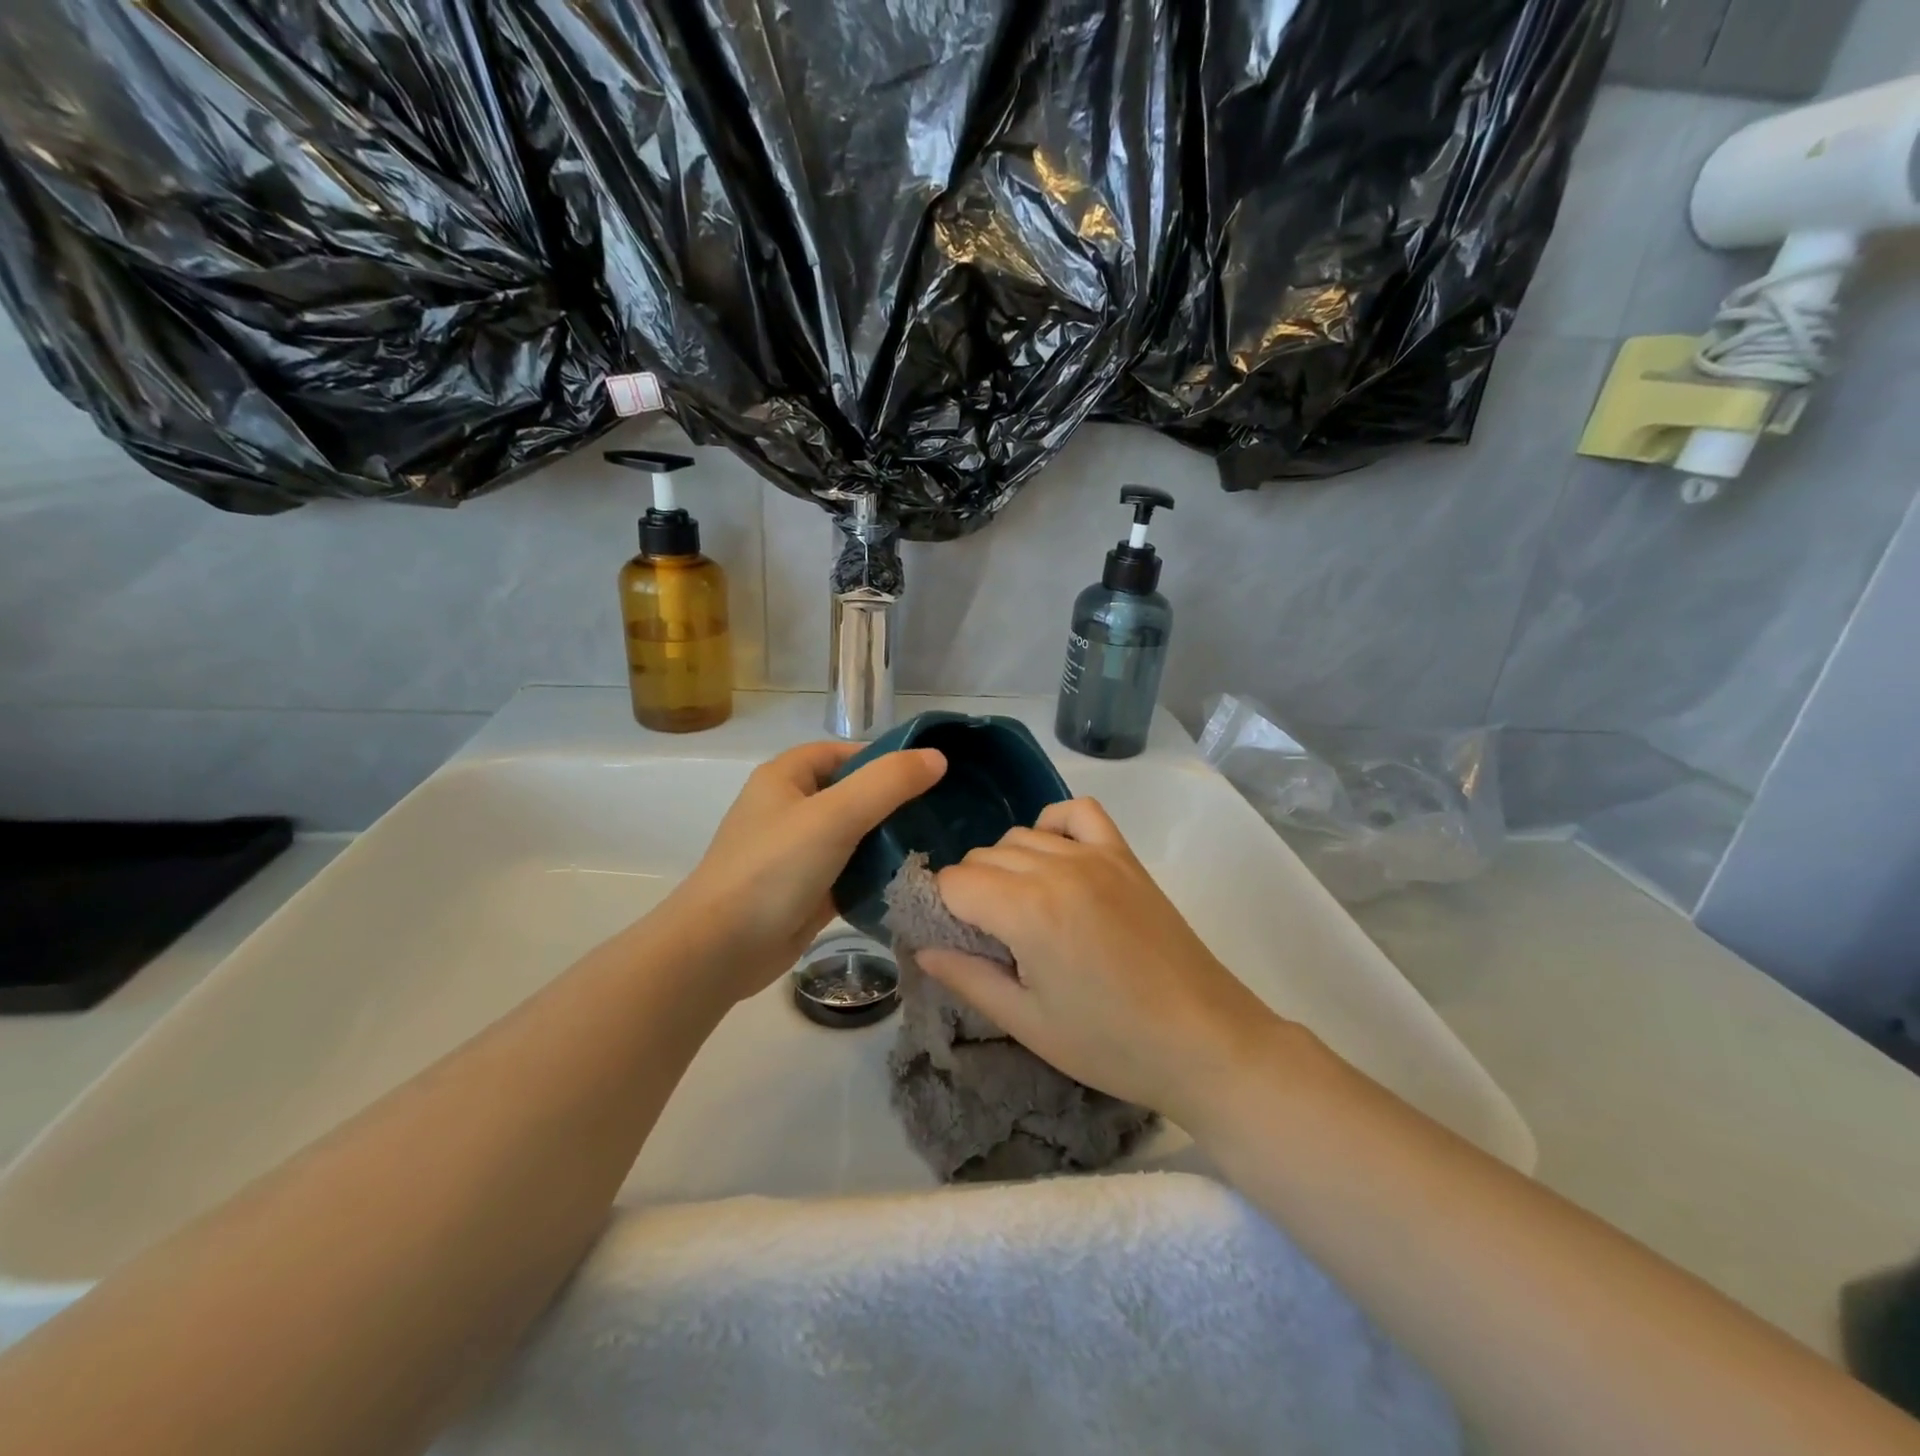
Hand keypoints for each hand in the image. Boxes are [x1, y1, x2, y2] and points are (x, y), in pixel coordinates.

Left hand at [668, 742, 945, 1002]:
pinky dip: (877, 874)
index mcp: (786, 777)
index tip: (930, 774)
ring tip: (938, 843)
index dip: (885, 758)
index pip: (844, 753)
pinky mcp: (808, 890)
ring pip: (855, 835)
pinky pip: (851, 872)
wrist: (720, 950)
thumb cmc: (773, 869)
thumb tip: (937, 758)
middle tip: (943, 812)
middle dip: (895, 802)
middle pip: (853, 793)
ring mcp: (798, 852)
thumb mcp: (834, 816)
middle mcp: (791, 808)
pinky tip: (913, 878)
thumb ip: (887, 783)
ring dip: (890, 840)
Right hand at [917, 798, 1285, 1119]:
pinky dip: (1054, 825)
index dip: (942, 911)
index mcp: (1028, 910)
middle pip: (984, 856)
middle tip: (990, 941)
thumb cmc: (1112, 1044)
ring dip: (1006, 867)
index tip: (955, 942)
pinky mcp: (1126, 856)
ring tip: (1023, 913)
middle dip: (971, 893)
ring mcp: (1097, 855)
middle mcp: (1058, 867)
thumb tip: (921, 948)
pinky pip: (1077, 812)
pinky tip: (1055, 860)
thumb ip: (967, 978)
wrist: (1206, 1042)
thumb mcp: (1028, 1023)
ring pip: (1021, 836)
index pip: (954, 882)